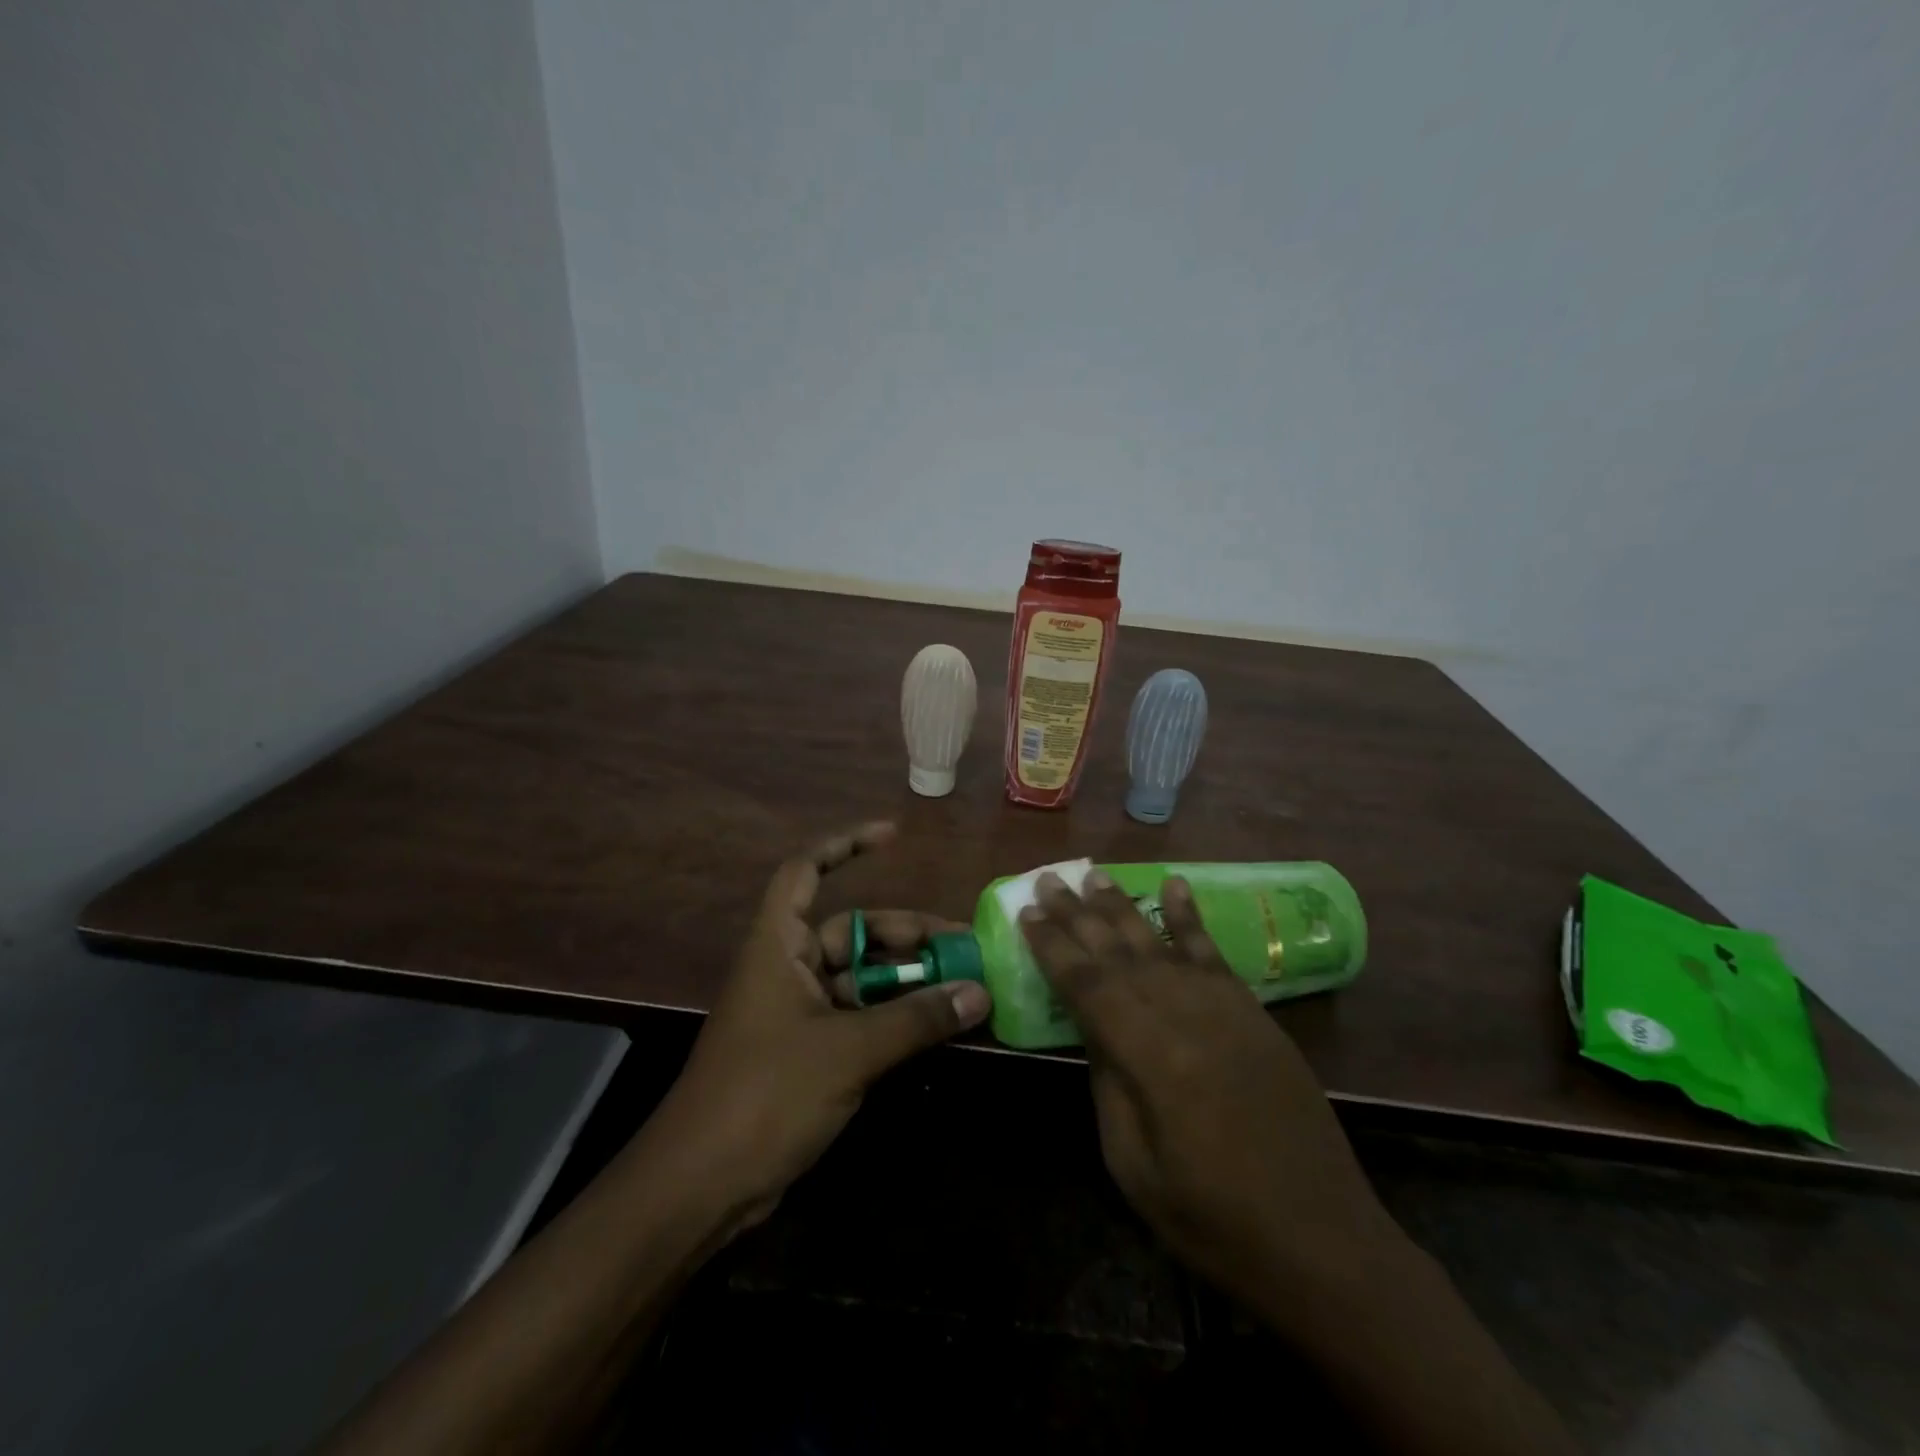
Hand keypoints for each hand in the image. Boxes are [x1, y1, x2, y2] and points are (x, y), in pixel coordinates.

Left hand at [637, 822, 990, 1237]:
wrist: (701, 1188)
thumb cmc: (765, 1095)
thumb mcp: (848, 1051)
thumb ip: (916, 1019)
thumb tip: (980, 992)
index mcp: (778, 946)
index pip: (806, 871)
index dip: (846, 845)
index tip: (894, 836)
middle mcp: (787, 968)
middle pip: (851, 931)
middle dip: (905, 934)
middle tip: (961, 944)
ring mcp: (797, 1012)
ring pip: (861, 978)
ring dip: (907, 980)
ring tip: (962, 986)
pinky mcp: (807, 1053)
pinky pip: (859, 1017)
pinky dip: (894, 1017)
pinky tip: (935, 1026)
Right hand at [1020, 869, 1401, 1308]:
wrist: (1323, 1240)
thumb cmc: (1215, 1219)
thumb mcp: (1134, 1167)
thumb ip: (1108, 1085)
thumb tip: (1093, 1028)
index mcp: (1150, 1057)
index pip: (1087, 985)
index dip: (1053, 947)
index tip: (1026, 913)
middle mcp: (1185, 1015)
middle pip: (1119, 952)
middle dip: (1077, 914)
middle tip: (1047, 881)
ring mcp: (1225, 1008)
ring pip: (1160, 943)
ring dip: (1123, 907)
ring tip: (1093, 875)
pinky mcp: (1254, 1012)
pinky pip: (1214, 953)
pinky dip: (1190, 917)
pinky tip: (1173, 886)